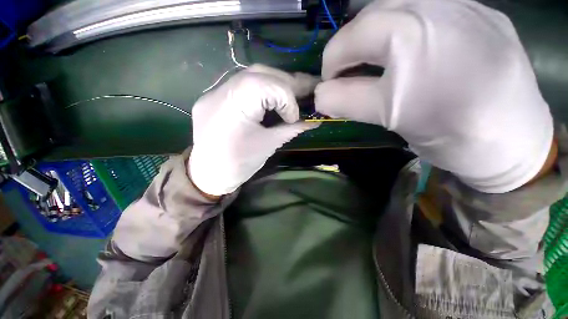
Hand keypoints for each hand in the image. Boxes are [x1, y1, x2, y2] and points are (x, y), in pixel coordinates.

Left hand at [189, 65, 319, 195]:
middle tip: (301, 94)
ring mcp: (214, 92)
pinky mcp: (214, 97)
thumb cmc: (239, 164)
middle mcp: (220, 91)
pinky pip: (241, 85)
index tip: (294, 118)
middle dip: (285, 83)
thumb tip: (314, 121)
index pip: (267, 85)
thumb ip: (292, 129)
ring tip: (288, 95)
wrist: (209, 174)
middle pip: (259, 73)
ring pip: (250, 75)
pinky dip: (261, 88)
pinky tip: (270, 99)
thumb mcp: (269, 145)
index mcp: (234, 105)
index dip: (287, 99)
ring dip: (274, 83)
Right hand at [315, 0, 553, 192]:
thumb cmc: (452, 137)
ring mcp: (467, 4)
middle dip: (351, 42)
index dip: (332, 61)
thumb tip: (319, 95)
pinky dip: (405, 24)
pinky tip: (410, 48)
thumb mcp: (390, 119)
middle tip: (348, 69)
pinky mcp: (482, 12)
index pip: (353, 37)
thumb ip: (347, 101)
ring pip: (400, 2)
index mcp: (414, 37)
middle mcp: (442, 5)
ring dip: (376, 31)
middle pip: (374, 10)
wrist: (516, 143)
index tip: (329, 83)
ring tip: (374, 57)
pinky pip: (429, 6)